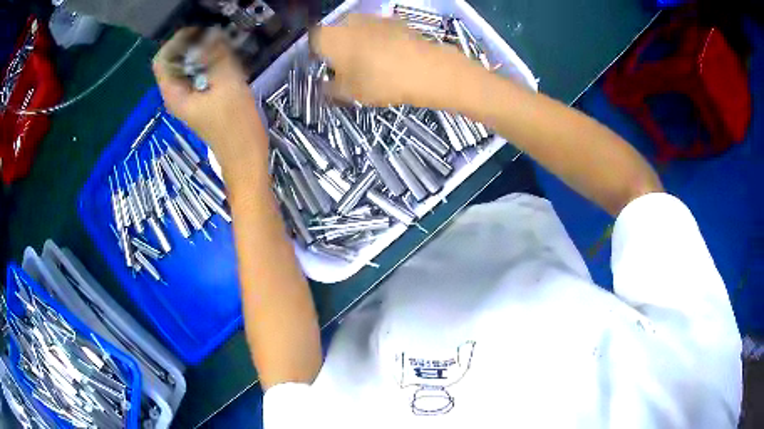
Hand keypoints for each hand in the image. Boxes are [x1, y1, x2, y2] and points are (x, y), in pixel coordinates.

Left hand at [153, 29, 262, 163]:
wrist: (245, 157)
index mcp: (174, 94)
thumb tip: (211, 34)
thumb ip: (217, 56)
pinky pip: (197, 74)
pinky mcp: (200, 100)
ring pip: (187, 67)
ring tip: (223, 44)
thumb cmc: (235, 125)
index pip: (162, 59)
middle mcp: (176, 95)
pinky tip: (225, 59)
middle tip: (215, 35)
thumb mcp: (228, 84)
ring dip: (202, 52)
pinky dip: (208, 63)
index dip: (177, 41)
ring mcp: (188, 98)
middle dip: (191, 44)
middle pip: (174, 61)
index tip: (200, 31)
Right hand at [310, 14, 473, 107]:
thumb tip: (325, 85)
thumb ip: (330, 88)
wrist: (426, 69)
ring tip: (370, 64)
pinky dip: (378, 41)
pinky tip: (389, 57)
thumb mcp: (348, 93)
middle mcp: (348, 21)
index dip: (316, 54)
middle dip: (338, 48)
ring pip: (357, 30)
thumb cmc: (379, 80)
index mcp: (329, 37)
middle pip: (335, 33)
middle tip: (346, 68)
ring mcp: (373, 18)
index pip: (312, 40)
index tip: (323, 67)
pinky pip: (377, 31)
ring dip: (358, 43)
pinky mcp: (394, 20)